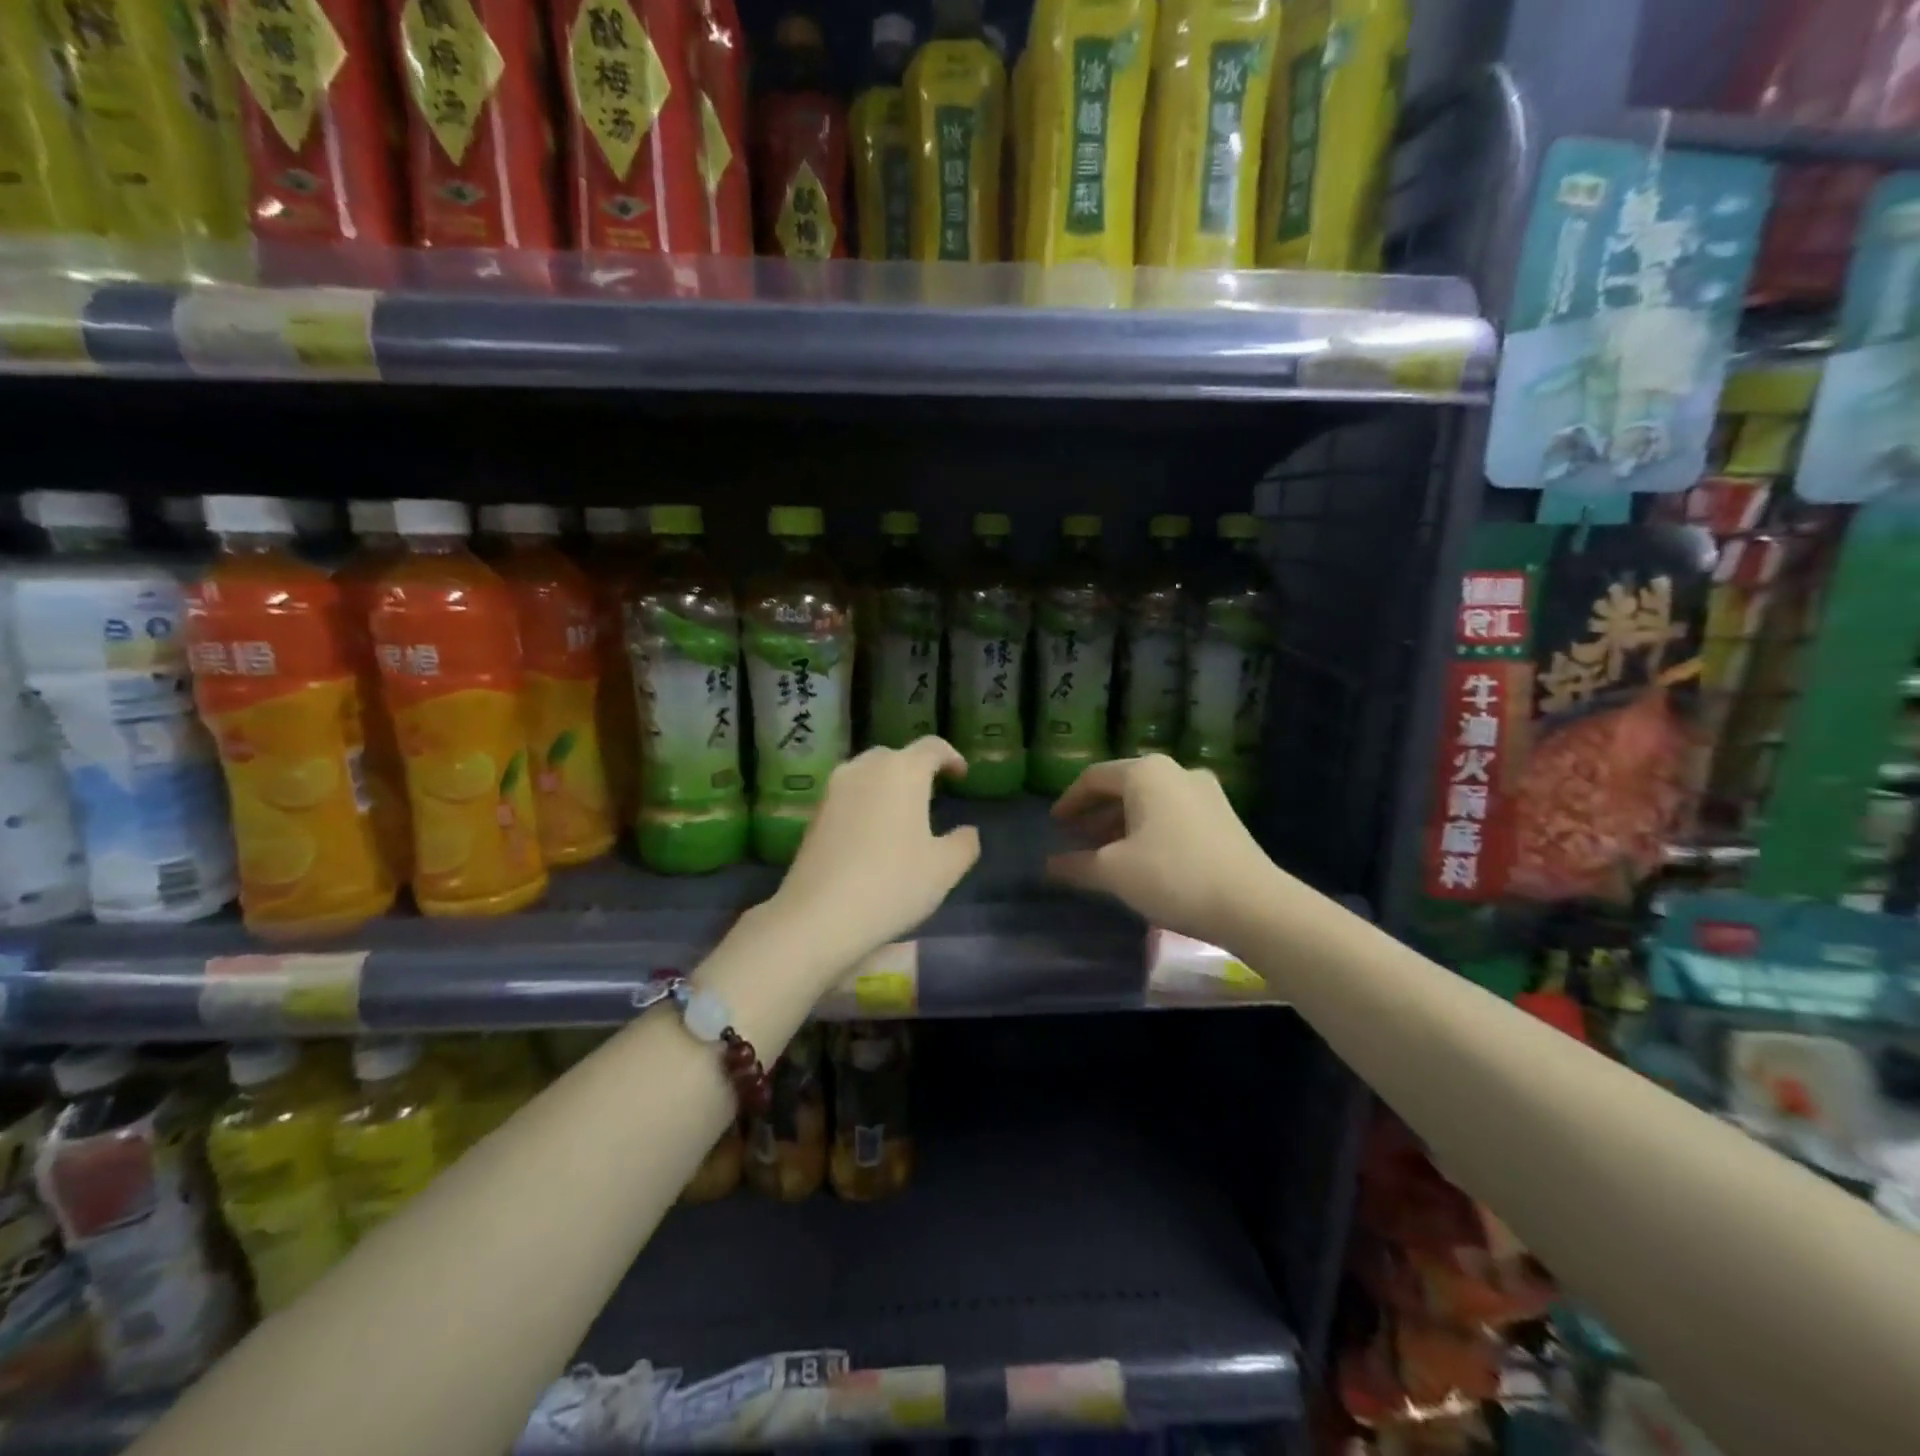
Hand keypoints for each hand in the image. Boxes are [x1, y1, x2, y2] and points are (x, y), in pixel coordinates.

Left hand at [767, 737, 980, 968]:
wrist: (819, 915)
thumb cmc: (892, 884)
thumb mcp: (944, 869)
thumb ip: (964, 843)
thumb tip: (967, 832)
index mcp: (903, 771)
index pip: (932, 747)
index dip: (951, 757)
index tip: (961, 775)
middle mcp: (865, 768)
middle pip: (896, 756)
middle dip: (915, 770)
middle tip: (931, 795)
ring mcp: (834, 789)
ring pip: (867, 774)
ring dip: (887, 786)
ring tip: (901, 815)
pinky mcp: (814, 813)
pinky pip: (848, 796)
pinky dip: (864, 804)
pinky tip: (871, 836)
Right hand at [1046, 755, 1278, 945]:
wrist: (1253, 905)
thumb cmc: (1173, 876)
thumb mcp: (1114, 872)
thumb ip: (1077, 864)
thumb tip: (1050, 865)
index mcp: (1146, 773)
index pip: (1094, 778)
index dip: (1069, 801)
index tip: (1054, 824)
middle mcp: (1176, 771)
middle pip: (1123, 786)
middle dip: (1096, 813)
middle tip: (1076, 838)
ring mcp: (1205, 792)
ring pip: (1150, 801)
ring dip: (1122, 823)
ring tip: (1105, 852)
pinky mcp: (1223, 816)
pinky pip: (1172, 814)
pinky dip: (1149, 829)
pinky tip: (1142, 858)